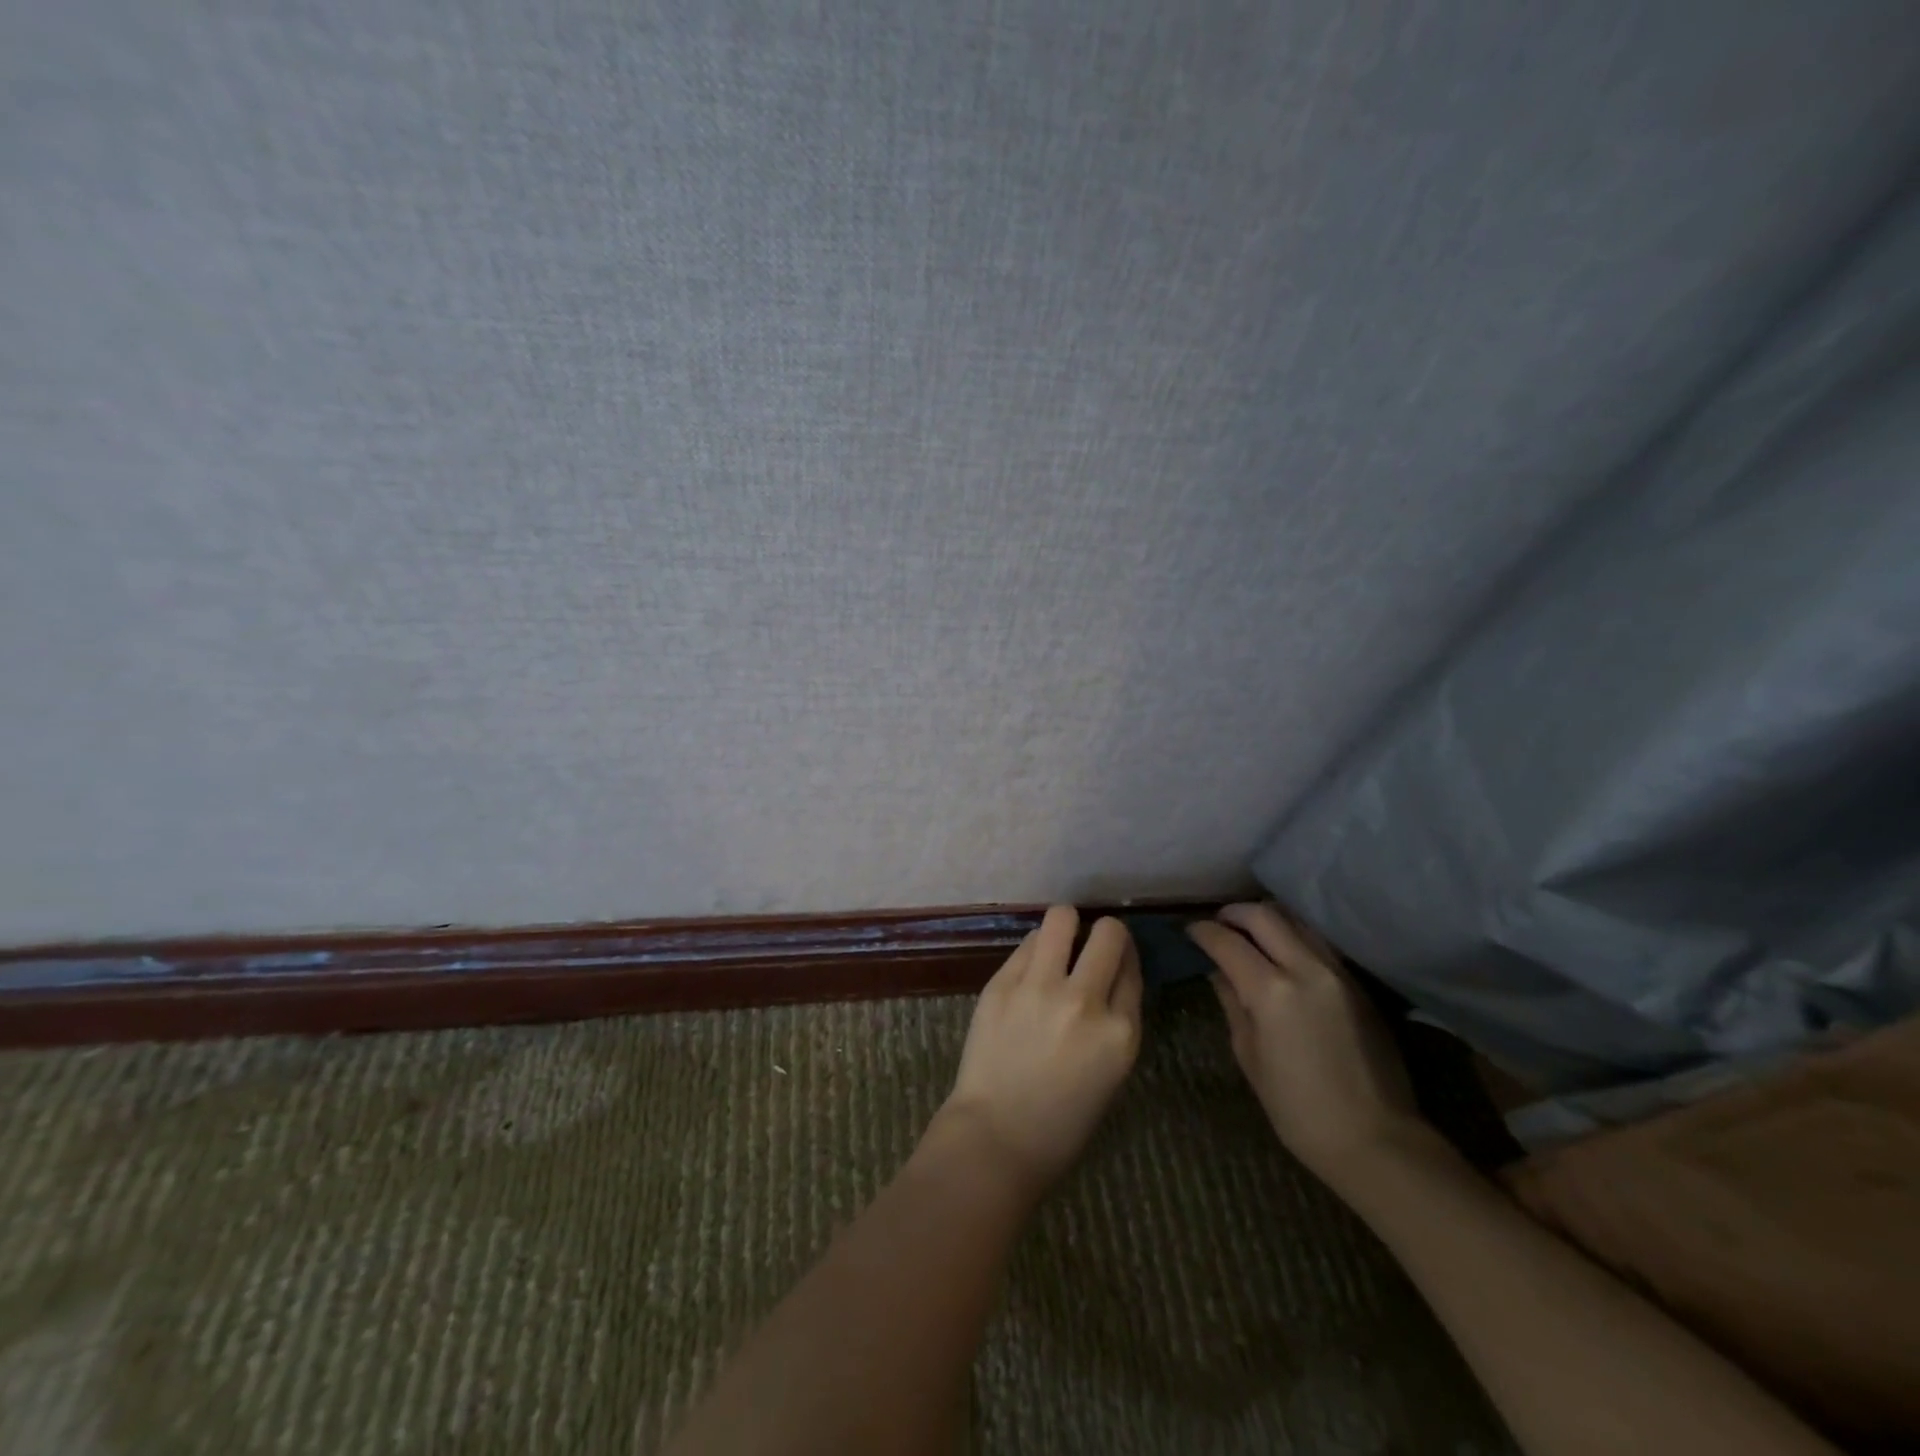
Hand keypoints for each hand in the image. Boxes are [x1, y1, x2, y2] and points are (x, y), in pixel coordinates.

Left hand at [937, 906, 1143, 1197]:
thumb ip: (1118, 1019)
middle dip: (1105, 933)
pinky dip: (1036, 948)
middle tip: (1091, 946)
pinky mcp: (1002, 983)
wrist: (996, 1138)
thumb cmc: (1062, 1121)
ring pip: (1062, 917)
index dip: (1126, 958)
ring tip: (1060, 942)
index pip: (1133, 967)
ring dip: (1067, 926)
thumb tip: (1113, 974)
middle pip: (1108, 933)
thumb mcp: (1111, 1072)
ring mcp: (1040, 988)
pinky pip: (1028, 943)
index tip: (1116, 960)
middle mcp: (1085, 1001)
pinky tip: (1032, 968)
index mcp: (1121, 1032)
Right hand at [1188, 902, 1433, 1191]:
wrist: (1376, 1139)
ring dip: (1266, 919)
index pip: (1227, 941)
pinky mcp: (1358, 983)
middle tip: (1218, 924)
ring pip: (1295, 921)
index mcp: (1271, 992)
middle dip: (1233, 913)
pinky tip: (1282, 954)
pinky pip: (1317, 942)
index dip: (1203, 931)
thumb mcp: (1249, 1056)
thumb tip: (1218, 972)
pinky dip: (1293, 936)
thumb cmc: (1298, 1109)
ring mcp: (1337, 972)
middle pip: (1263, 915)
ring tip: (1249, 935)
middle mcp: (1306, 969)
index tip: (1190, 931)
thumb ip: (1232, 1003)